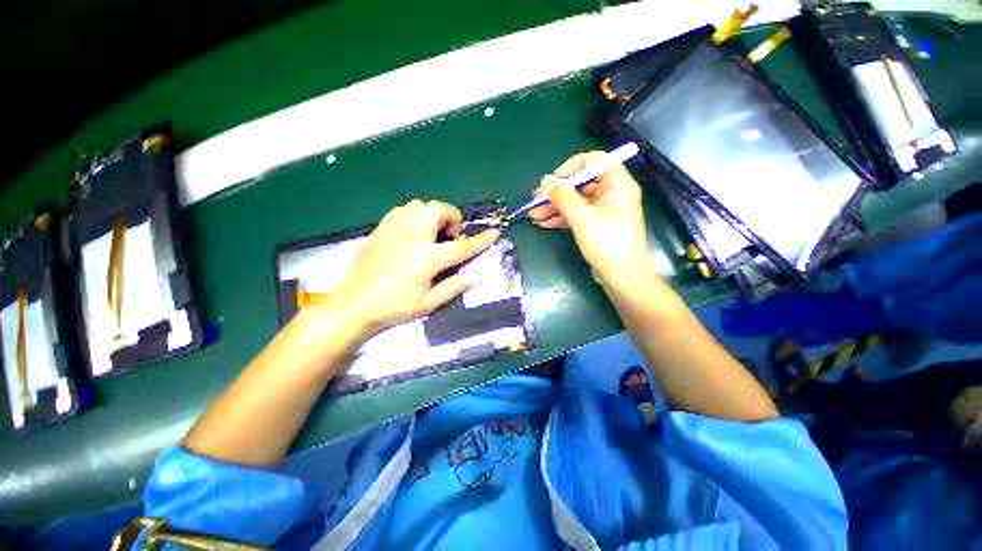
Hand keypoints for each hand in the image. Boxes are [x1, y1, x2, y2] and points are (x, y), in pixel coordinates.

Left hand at [331, 199, 498, 331]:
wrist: (354, 304)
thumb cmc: (394, 307)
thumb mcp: (428, 303)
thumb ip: (454, 286)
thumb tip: (477, 275)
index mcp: (426, 258)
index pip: (461, 246)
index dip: (481, 239)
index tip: (494, 232)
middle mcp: (412, 237)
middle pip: (438, 209)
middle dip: (451, 218)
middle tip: (449, 237)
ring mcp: (394, 229)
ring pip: (420, 204)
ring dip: (433, 215)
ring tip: (431, 234)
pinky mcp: (381, 228)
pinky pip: (403, 209)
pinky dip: (414, 215)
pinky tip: (413, 233)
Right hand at [531, 152, 651, 287]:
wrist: (622, 276)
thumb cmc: (606, 242)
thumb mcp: (582, 217)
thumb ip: (563, 196)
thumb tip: (546, 180)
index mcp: (617, 183)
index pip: (594, 160)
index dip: (572, 167)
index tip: (553, 180)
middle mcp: (612, 193)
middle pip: (580, 184)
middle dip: (557, 193)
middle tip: (535, 201)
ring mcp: (604, 210)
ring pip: (576, 201)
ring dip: (555, 207)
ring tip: (534, 215)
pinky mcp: (597, 225)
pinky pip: (577, 215)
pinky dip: (562, 218)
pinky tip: (544, 224)